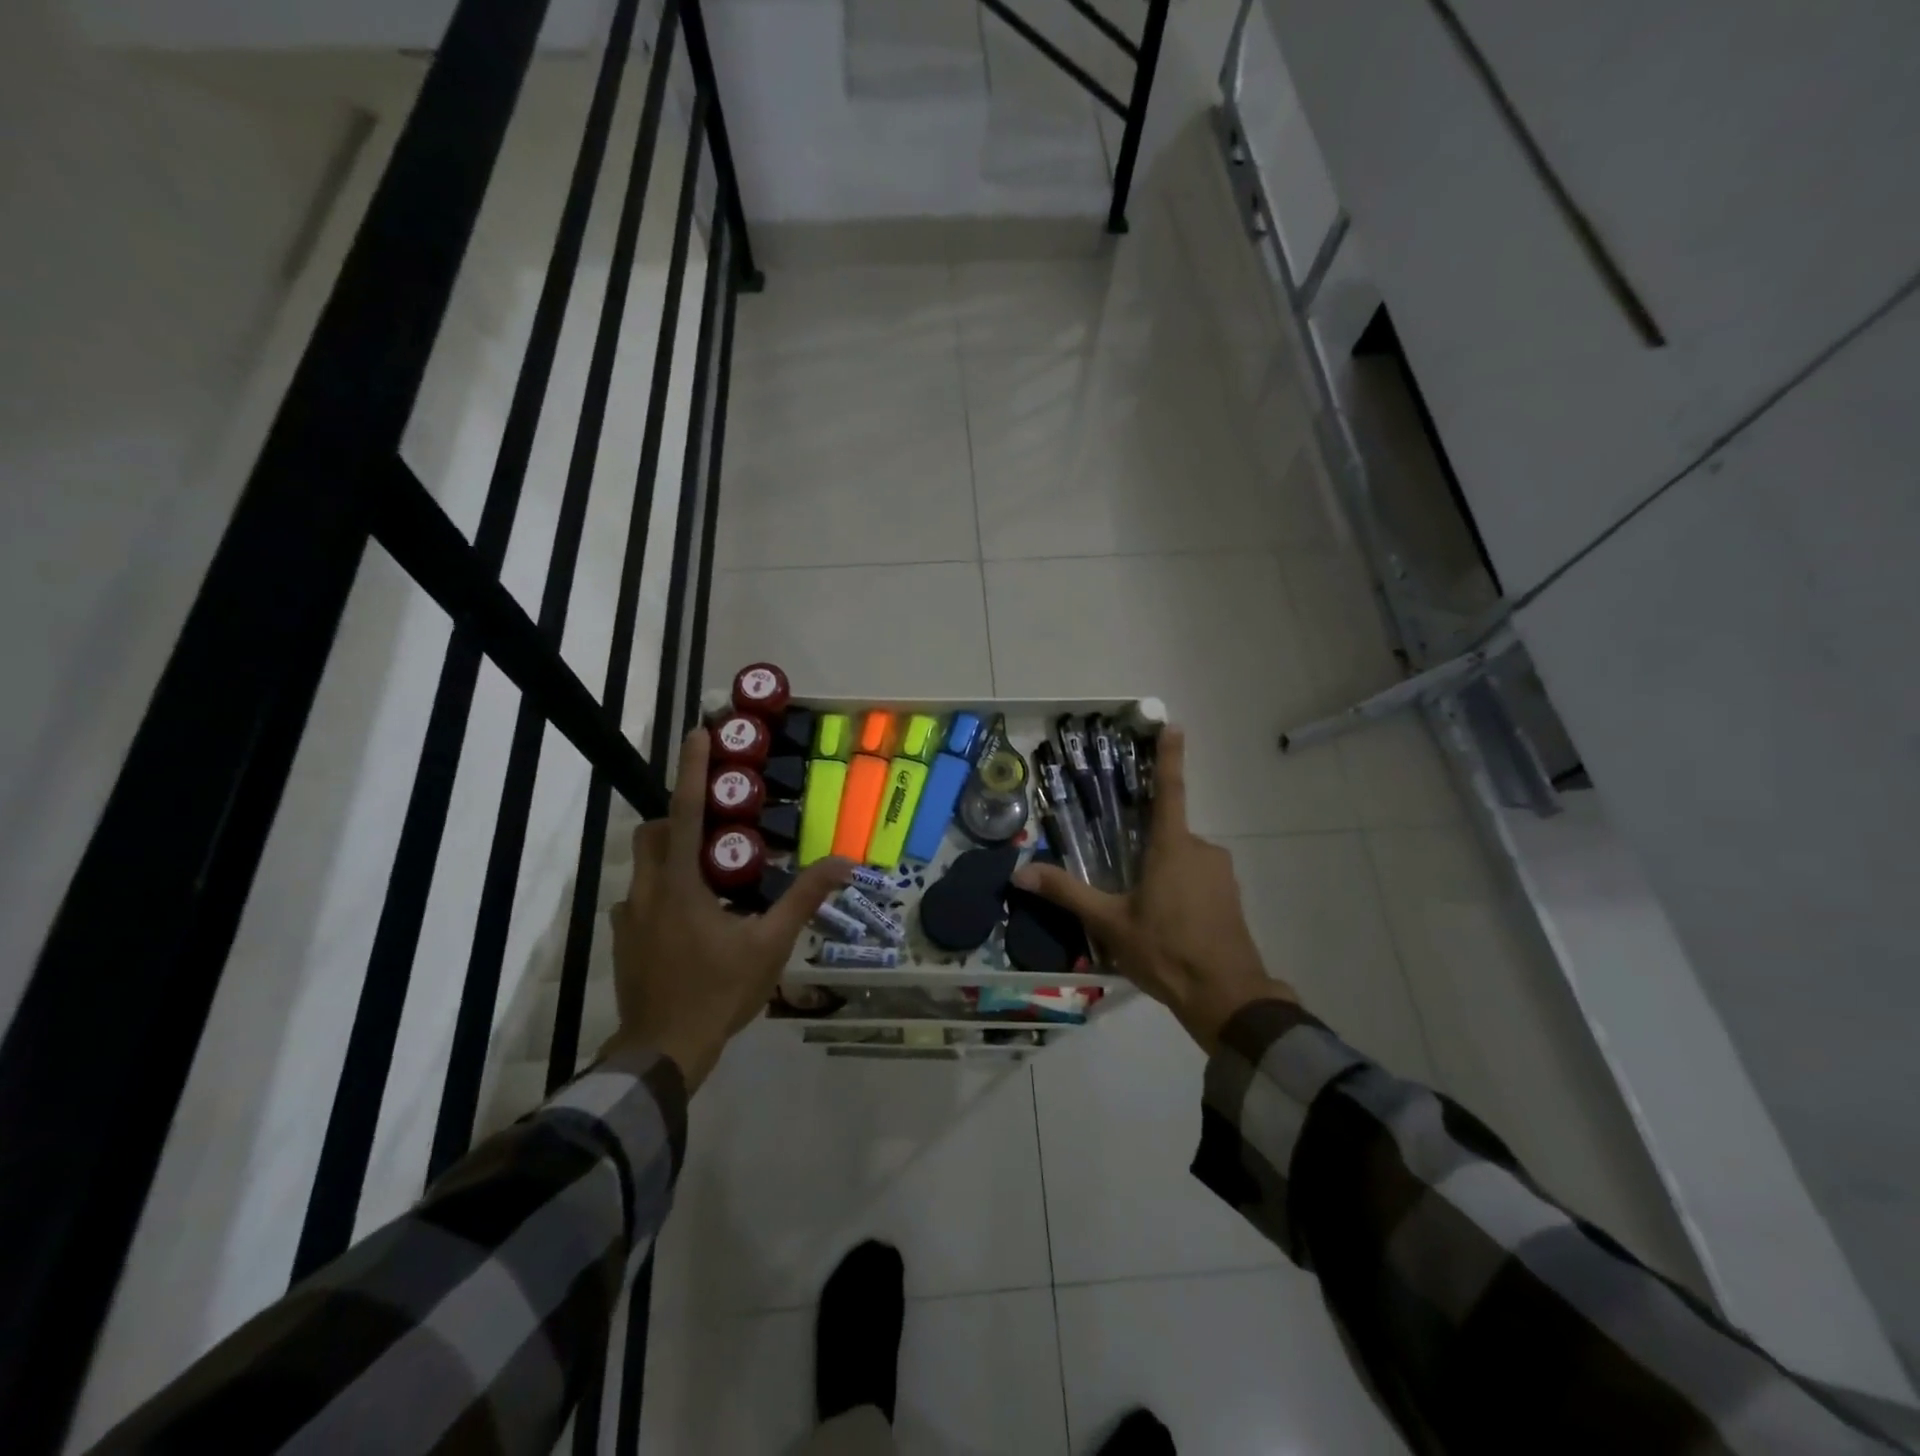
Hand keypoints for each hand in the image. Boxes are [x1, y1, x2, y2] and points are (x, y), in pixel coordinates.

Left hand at [605, 729, 850, 1088]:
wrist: (663, 1051)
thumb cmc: (719, 992)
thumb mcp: (771, 944)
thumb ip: (805, 899)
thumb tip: (845, 862)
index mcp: (681, 883)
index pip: (686, 811)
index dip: (694, 769)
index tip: (700, 731)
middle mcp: (648, 889)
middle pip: (655, 831)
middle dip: (680, 815)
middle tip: (719, 824)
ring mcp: (629, 916)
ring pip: (645, 863)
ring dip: (672, 852)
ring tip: (712, 873)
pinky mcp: (624, 939)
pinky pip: (642, 895)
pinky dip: (665, 888)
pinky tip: (693, 917)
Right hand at [1012, 727, 1296, 1053]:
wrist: (1227, 997)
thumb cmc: (1166, 951)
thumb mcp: (1110, 924)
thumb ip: (1067, 893)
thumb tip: (1020, 872)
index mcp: (1173, 846)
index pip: (1169, 789)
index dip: (1170, 756)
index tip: (1173, 724)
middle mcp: (1201, 849)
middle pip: (1166, 834)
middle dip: (1145, 852)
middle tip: (1124, 885)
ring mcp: (1220, 873)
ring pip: (1181, 861)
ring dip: (1161, 876)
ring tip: (1141, 915)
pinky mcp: (1230, 897)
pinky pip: (1197, 880)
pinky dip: (1178, 892)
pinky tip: (1165, 925)